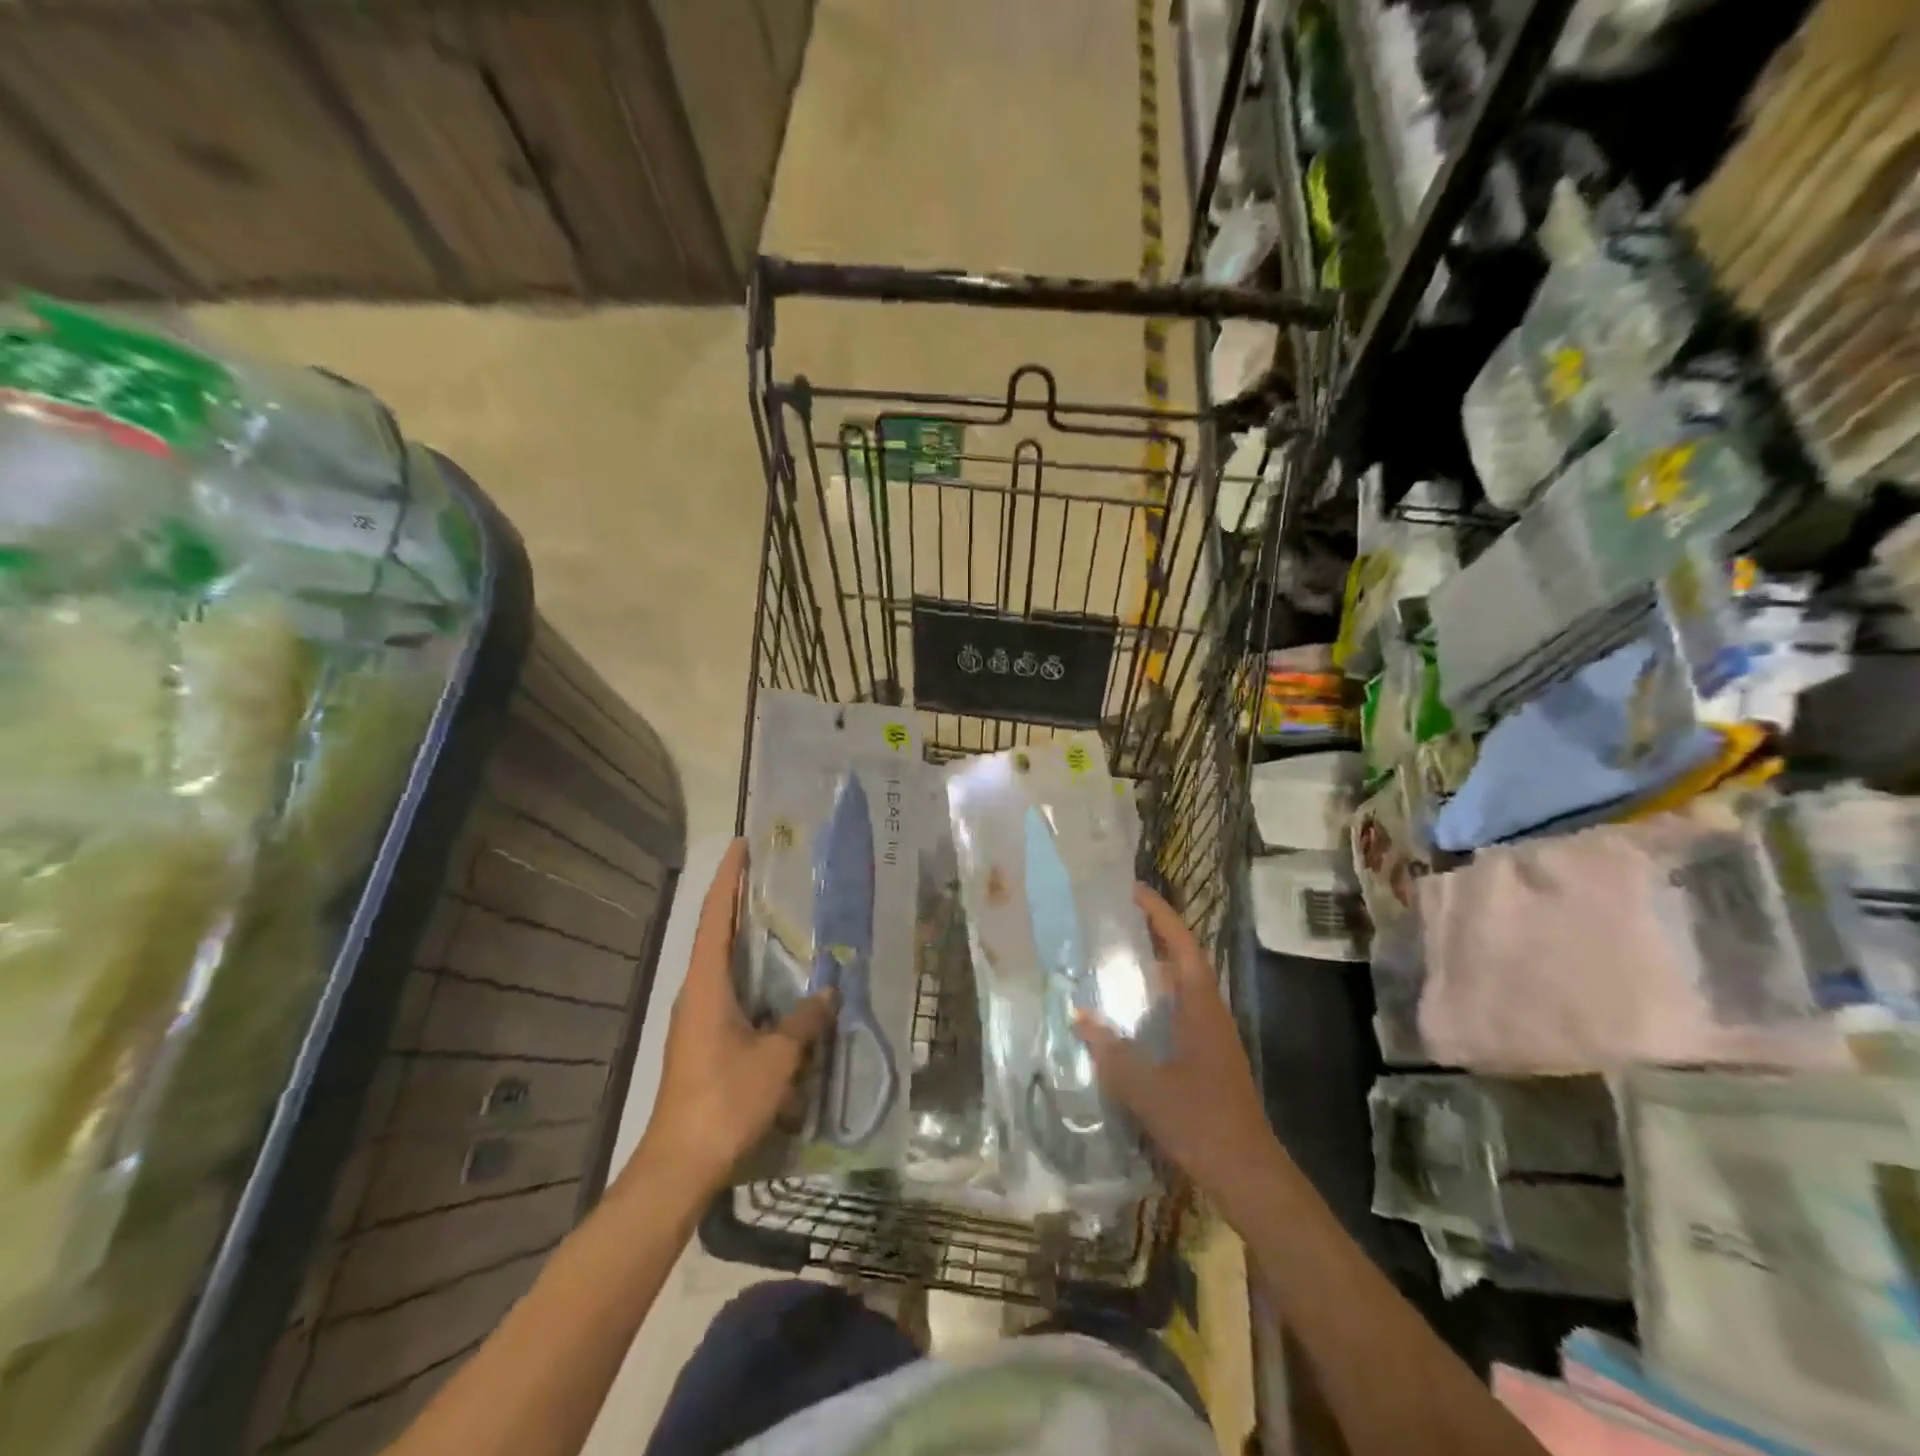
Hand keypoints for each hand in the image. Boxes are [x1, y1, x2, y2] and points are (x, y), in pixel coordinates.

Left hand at [634, 839, 833, 1198]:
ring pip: (723, 964)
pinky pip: (730, 991)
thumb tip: (829, 993)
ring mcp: (697, 1019)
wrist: (680, 1165)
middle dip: (740, 901)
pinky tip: (779, 983)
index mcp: (707, 985)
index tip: (742, 845)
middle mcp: (697, 993)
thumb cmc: (725, 1101)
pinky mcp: (704, 1041)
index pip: (715, 916)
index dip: (728, 878)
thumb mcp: (776, 1059)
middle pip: (717, 934)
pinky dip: (751, 974)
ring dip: (746, 938)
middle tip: (773, 874)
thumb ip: (804, 1022)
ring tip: (782, 919)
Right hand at [1074, 884, 1279, 1208]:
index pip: (1182, 945)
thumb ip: (1111, 1051)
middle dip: (1150, 936)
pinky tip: (1126, 1018)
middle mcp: (1209, 1012)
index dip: (1160, 914)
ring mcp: (1211, 1036)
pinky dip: (1151, 1003)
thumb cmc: (1201, 1122)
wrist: (1248, 1174)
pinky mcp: (1206, 1058)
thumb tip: (1080, 1016)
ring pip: (1178, 989)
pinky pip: (1176, 1014)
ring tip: (1110, 962)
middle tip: (1110, 923)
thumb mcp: (1147, 1087)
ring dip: (1149, 971)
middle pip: (1181, 960)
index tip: (1133, 890)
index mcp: (1202, 1007)